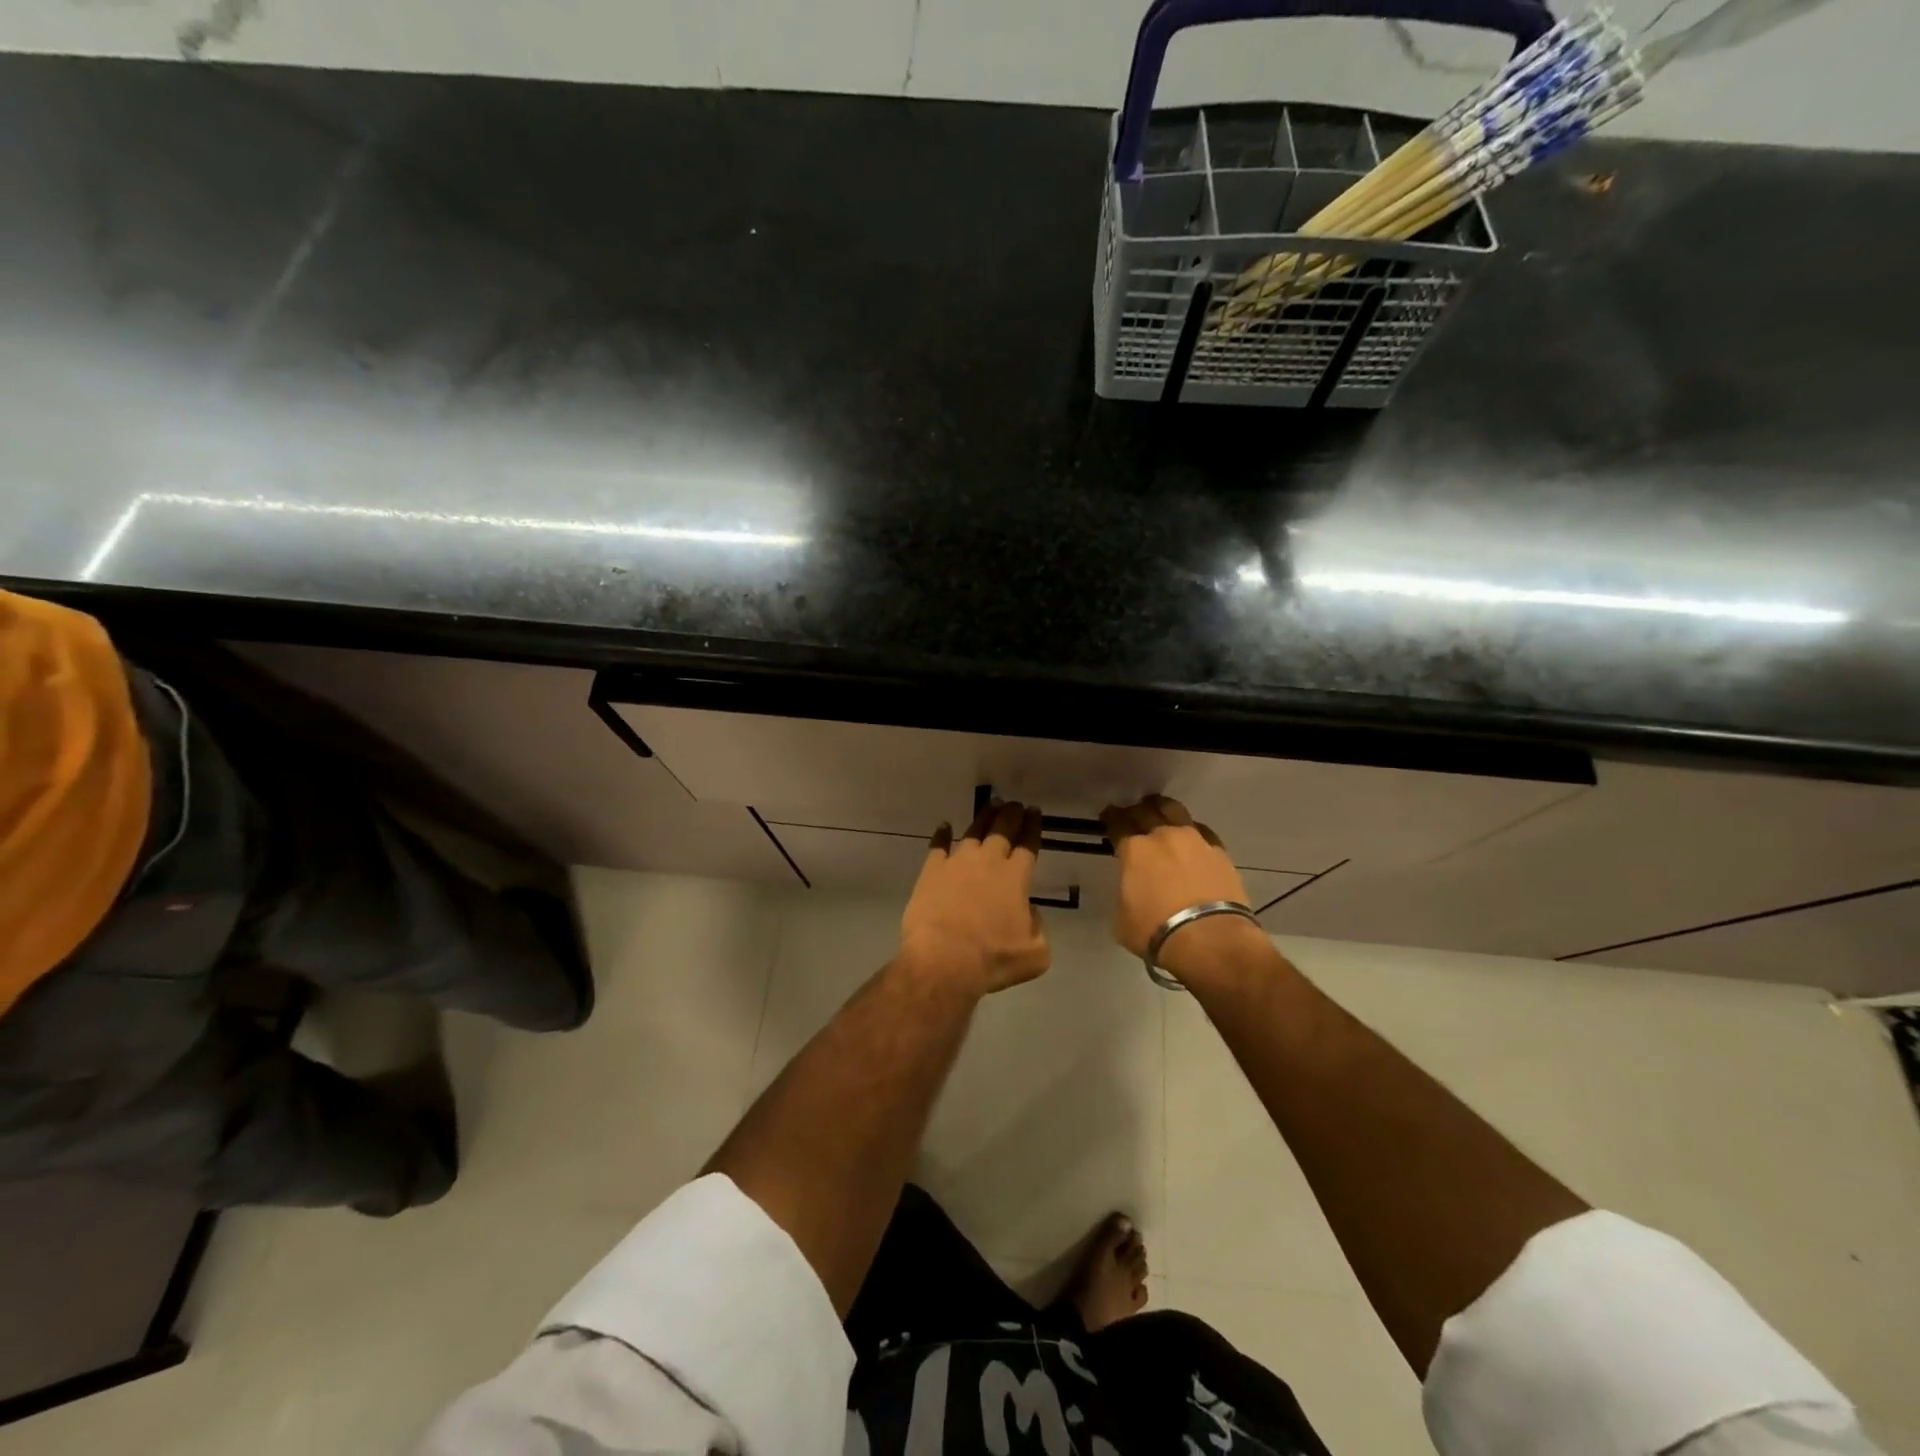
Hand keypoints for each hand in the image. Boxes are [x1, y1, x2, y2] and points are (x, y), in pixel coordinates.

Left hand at [899, 800, 1051, 996]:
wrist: (944, 960)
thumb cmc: (993, 959)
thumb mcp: (1035, 953)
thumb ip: (1038, 928)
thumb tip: (1029, 913)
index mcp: (1016, 878)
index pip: (1028, 844)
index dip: (1033, 826)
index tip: (1034, 812)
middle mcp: (988, 863)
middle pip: (1002, 830)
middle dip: (1011, 814)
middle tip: (1015, 804)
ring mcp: (957, 863)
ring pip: (973, 832)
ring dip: (984, 818)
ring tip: (991, 806)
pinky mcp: (931, 872)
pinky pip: (938, 846)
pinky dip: (942, 835)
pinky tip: (944, 826)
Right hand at [1100, 795, 1271, 984]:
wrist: (1211, 939)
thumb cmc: (1156, 931)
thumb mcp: (1122, 918)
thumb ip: (1125, 894)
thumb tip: (1132, 890)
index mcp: (1135, 850)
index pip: (1118, 824)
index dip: (1111, 818)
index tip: (1108, 816)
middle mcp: (1163, 836)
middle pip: (1146, 811)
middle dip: (1135, 811)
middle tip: (1132, 814)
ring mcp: (1195, 840)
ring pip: (1176, 811)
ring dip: (1164, 810)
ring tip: (1161, 814)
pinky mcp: (1220, 852)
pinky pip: (1202, 832)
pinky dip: (1193, 832)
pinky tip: (1192, 839)